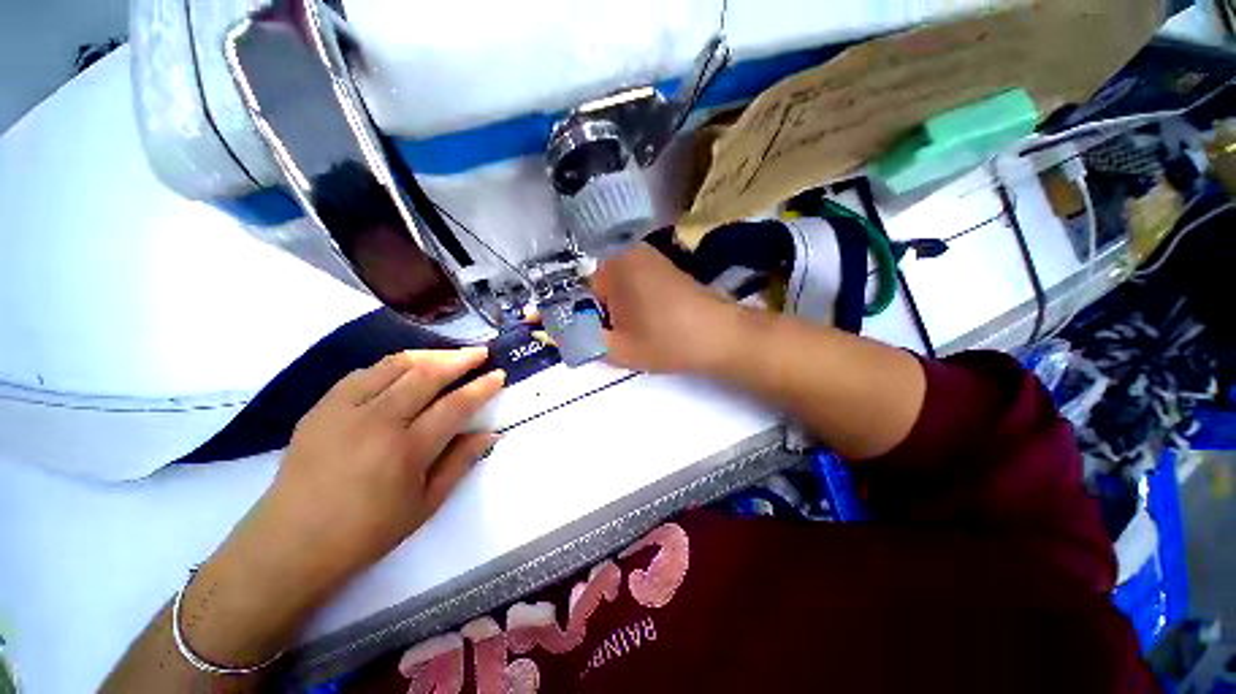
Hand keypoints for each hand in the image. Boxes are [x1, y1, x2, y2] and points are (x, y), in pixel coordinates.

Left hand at [188, 349, 503, 659]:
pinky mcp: (321, 407)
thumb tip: (490, 433)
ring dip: (429, 355)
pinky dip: (394, 365)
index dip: (482, 387)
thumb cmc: (366, 533)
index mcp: (406, 451)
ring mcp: (344, 409)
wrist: (289, 544)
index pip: (455, 405)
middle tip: (480, 352)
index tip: (499, 374)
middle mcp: (376, 421)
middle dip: (460, 359)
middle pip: (426, 375)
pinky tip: (407, 369)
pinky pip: (365, 372)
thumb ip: (460, 462)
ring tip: (449, 355)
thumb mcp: (425, 505)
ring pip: (395, 365)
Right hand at [590, 243, 739, 373]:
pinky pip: (633, 283)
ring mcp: (649, 257)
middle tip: (614, 337)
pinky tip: (646, 322)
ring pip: (615, 286)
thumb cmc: (668, 341)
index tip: (591, 336)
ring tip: (633, 331)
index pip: (576, 288)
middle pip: (595, 285)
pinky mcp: (663, 267)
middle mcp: (628, 251)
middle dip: (598, 312)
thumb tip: (565, 335)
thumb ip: (583, 341)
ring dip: (616, 309)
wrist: (722, 335)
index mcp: (613, 264)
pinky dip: (632, 302)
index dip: (579, 316)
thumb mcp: (618, 349)